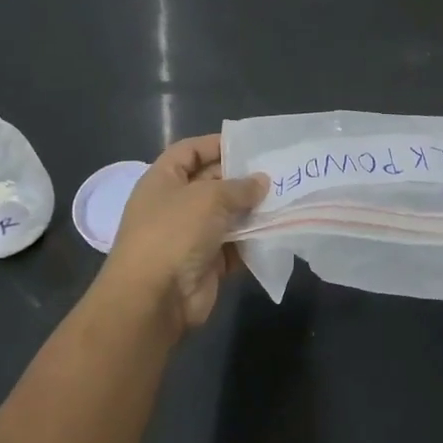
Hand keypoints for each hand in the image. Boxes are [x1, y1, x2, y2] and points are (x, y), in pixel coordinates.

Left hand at [102, 134, 267, 332]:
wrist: (155, 298)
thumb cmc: (174, 233)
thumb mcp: (208, 197)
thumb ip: (239, 186)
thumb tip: (262, 182)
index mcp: (163, 180)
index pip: (190, 151)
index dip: (216, 144)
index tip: (250, 144)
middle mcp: (174, 205)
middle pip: (212, 183)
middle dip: (243, 178)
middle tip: (280, 172)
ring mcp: (190, 236)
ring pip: (227, 216)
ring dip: (253, 210)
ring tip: (287, 199)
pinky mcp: (206, 263)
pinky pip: (235, 246)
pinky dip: (253, 240)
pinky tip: (279, 230)